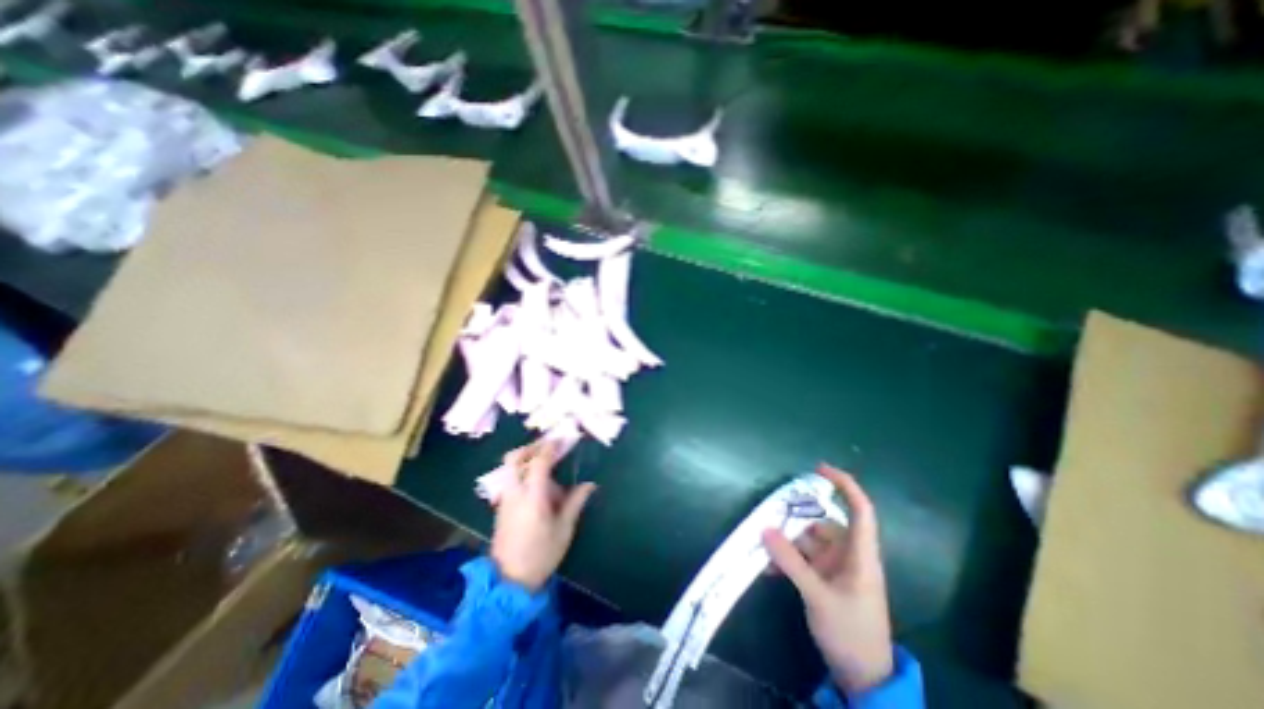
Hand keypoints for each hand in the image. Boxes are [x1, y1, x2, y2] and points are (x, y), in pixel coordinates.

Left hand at [489, 440, 598, 595]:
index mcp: (532, 495)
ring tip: (546, 465)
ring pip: (510, 468)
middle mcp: (515, 492)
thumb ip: (575, 502)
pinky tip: (537, 484)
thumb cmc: (541, 554)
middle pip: (514, 458)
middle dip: (531, 447)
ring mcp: (505, 499)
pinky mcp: (501, 508)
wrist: (508, 582)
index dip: (551, 446)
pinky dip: (522, 472)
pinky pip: (510, 480)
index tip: (563, 438)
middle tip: (548, 447)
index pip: (539, 461)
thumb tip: (590, 485)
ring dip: (526, 459)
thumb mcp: (564, 529)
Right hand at [758, 465, 898, 691]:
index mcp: (860, 555)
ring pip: (808, 541)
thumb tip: (765, 530)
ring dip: (786, 542)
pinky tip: (769, 567)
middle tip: (768, 517)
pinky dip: (787, 559)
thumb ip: (790, 562)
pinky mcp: (824, 579)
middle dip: (796, 519)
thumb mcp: (818, 596)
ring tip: (763, 544)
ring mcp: (836, 567)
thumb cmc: (851, 633)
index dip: (845, 485)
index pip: (860, 510)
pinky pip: (803, 559)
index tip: (819, 469)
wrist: (863, 678)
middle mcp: (848, 555)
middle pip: (822, 523)